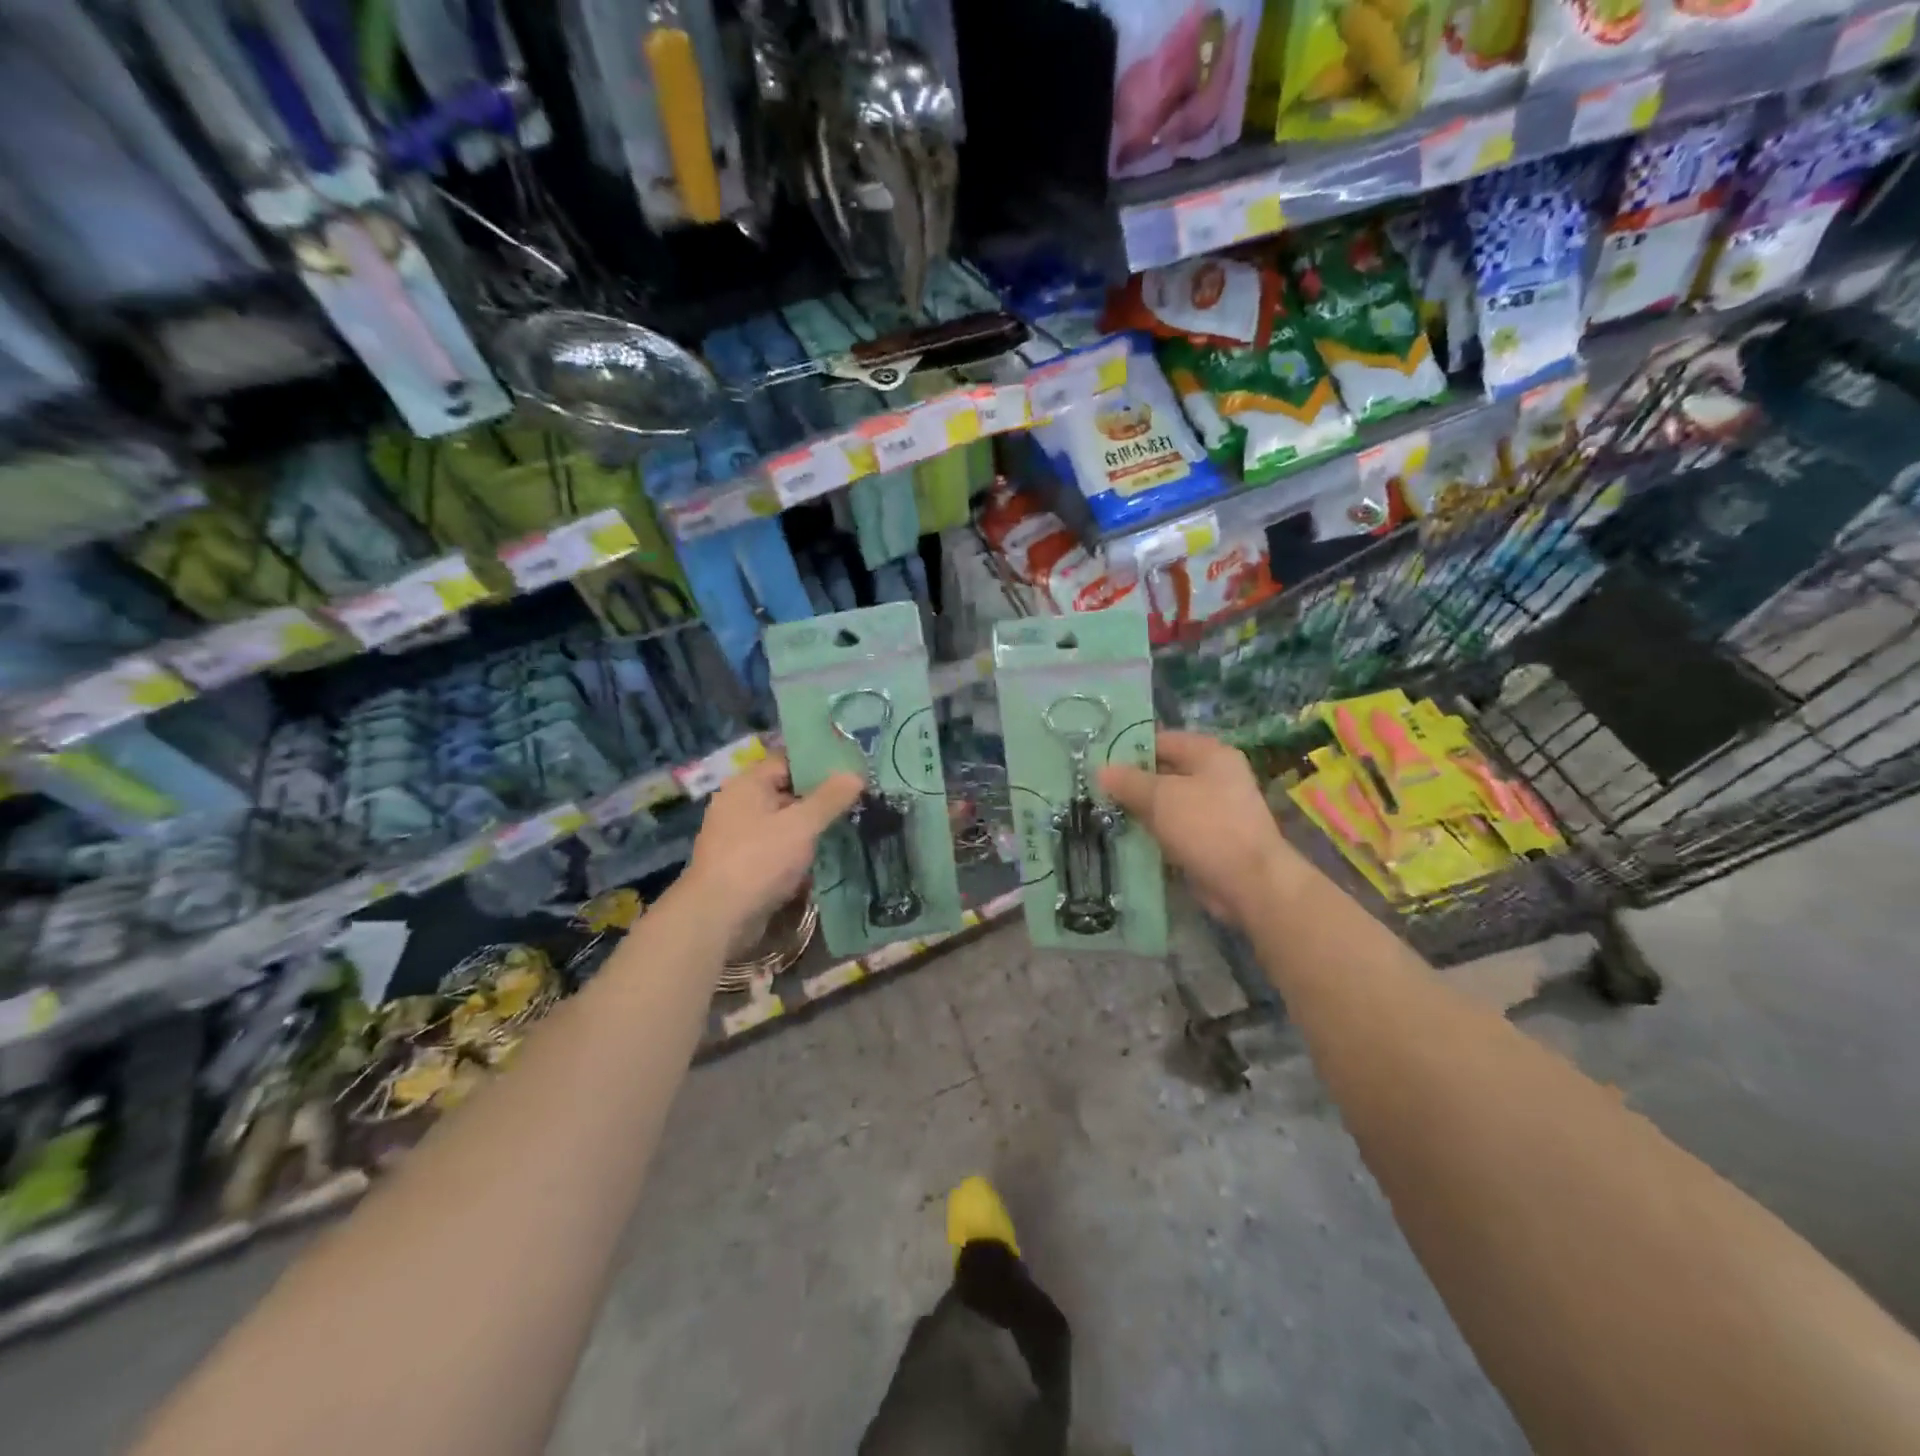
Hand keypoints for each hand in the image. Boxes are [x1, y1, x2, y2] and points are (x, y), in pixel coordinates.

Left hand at [681, 756, 862, 940]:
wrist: (718, 917)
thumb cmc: (760, 860)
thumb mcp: (802, 825)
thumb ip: (830, 798)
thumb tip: (855, 774)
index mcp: (747, 784)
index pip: (787, 760)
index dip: (819, 763)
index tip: (851, 771)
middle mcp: (738, 804)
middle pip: (785, 792)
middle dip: (819, 798)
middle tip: (856, 801)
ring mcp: (737, 836)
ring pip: (782, 823)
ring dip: (809, 829)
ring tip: (846, 828)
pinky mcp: (741, 864)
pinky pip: (775, 848)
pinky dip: (796, 851)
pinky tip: (822, 858)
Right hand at [1098, 730, 1301, 928]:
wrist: (1249, 883)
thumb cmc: (1207, 826)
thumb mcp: (1161, 797)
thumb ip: (1129, 781)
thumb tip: (1101, 770)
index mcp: (1210, 754)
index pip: (1162, 740)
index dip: (1129, 748)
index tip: (1098, 761)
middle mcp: (1215, 776)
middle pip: (1164, 771)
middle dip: (1131, 782)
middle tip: (1094, 789)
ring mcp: (1214, 810)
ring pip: (1166, 803)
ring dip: (1139, 809)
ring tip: (1102, 812)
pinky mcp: (1209, 839)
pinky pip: (1173, 828)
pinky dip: (1152, 832)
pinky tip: (1124, 837)